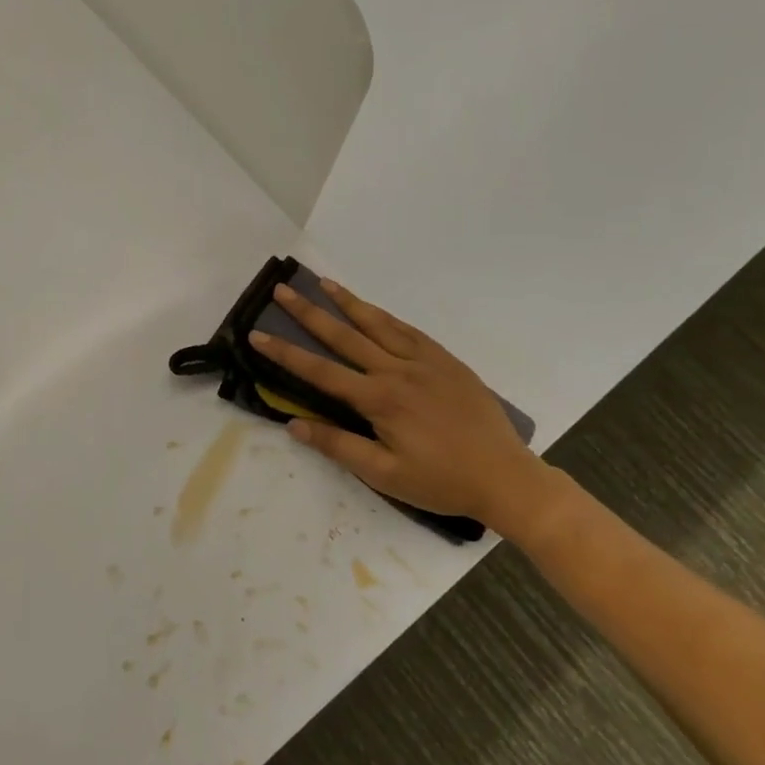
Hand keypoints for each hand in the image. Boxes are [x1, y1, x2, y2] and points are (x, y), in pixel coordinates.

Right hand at [248, 280, 556, 536]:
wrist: (506, 478)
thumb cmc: (442, 482)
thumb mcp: (385, 475)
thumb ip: (338, 446)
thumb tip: (294, 425)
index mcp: (380, 400)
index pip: (321, 371)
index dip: (285, 354)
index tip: (258, 335)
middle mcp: (398, 371)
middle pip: (345, 336)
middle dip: (309, 313)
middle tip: (282, 290)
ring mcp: (425, 362)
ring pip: (378, 324)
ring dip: (347, 302)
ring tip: (323, 282)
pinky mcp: (447, 362)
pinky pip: (410, 331)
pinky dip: (386, 317)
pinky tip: (373, 309)